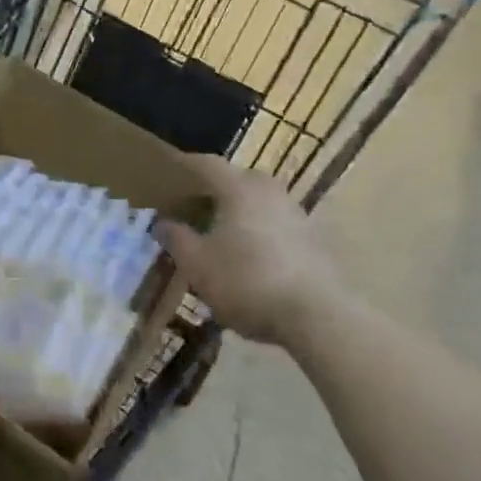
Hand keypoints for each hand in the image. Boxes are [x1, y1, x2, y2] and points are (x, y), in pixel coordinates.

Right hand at [156, 155, 339, 342]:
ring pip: (258, 202)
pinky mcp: (314, 240)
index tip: (167, 172)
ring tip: (219, 233)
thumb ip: (176, 239)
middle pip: (236, 180)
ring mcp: (296, 214)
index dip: (183, 166)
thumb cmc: (247, 281)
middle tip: (192, 205)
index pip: (206, 164)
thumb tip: (162, 222)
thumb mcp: (197, 265)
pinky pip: (276, 224)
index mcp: (238, 187)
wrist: (318, 317)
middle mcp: (269, 191)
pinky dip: (258, 231)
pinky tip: (249, 256)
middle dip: (212, 190)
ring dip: (238, 212)